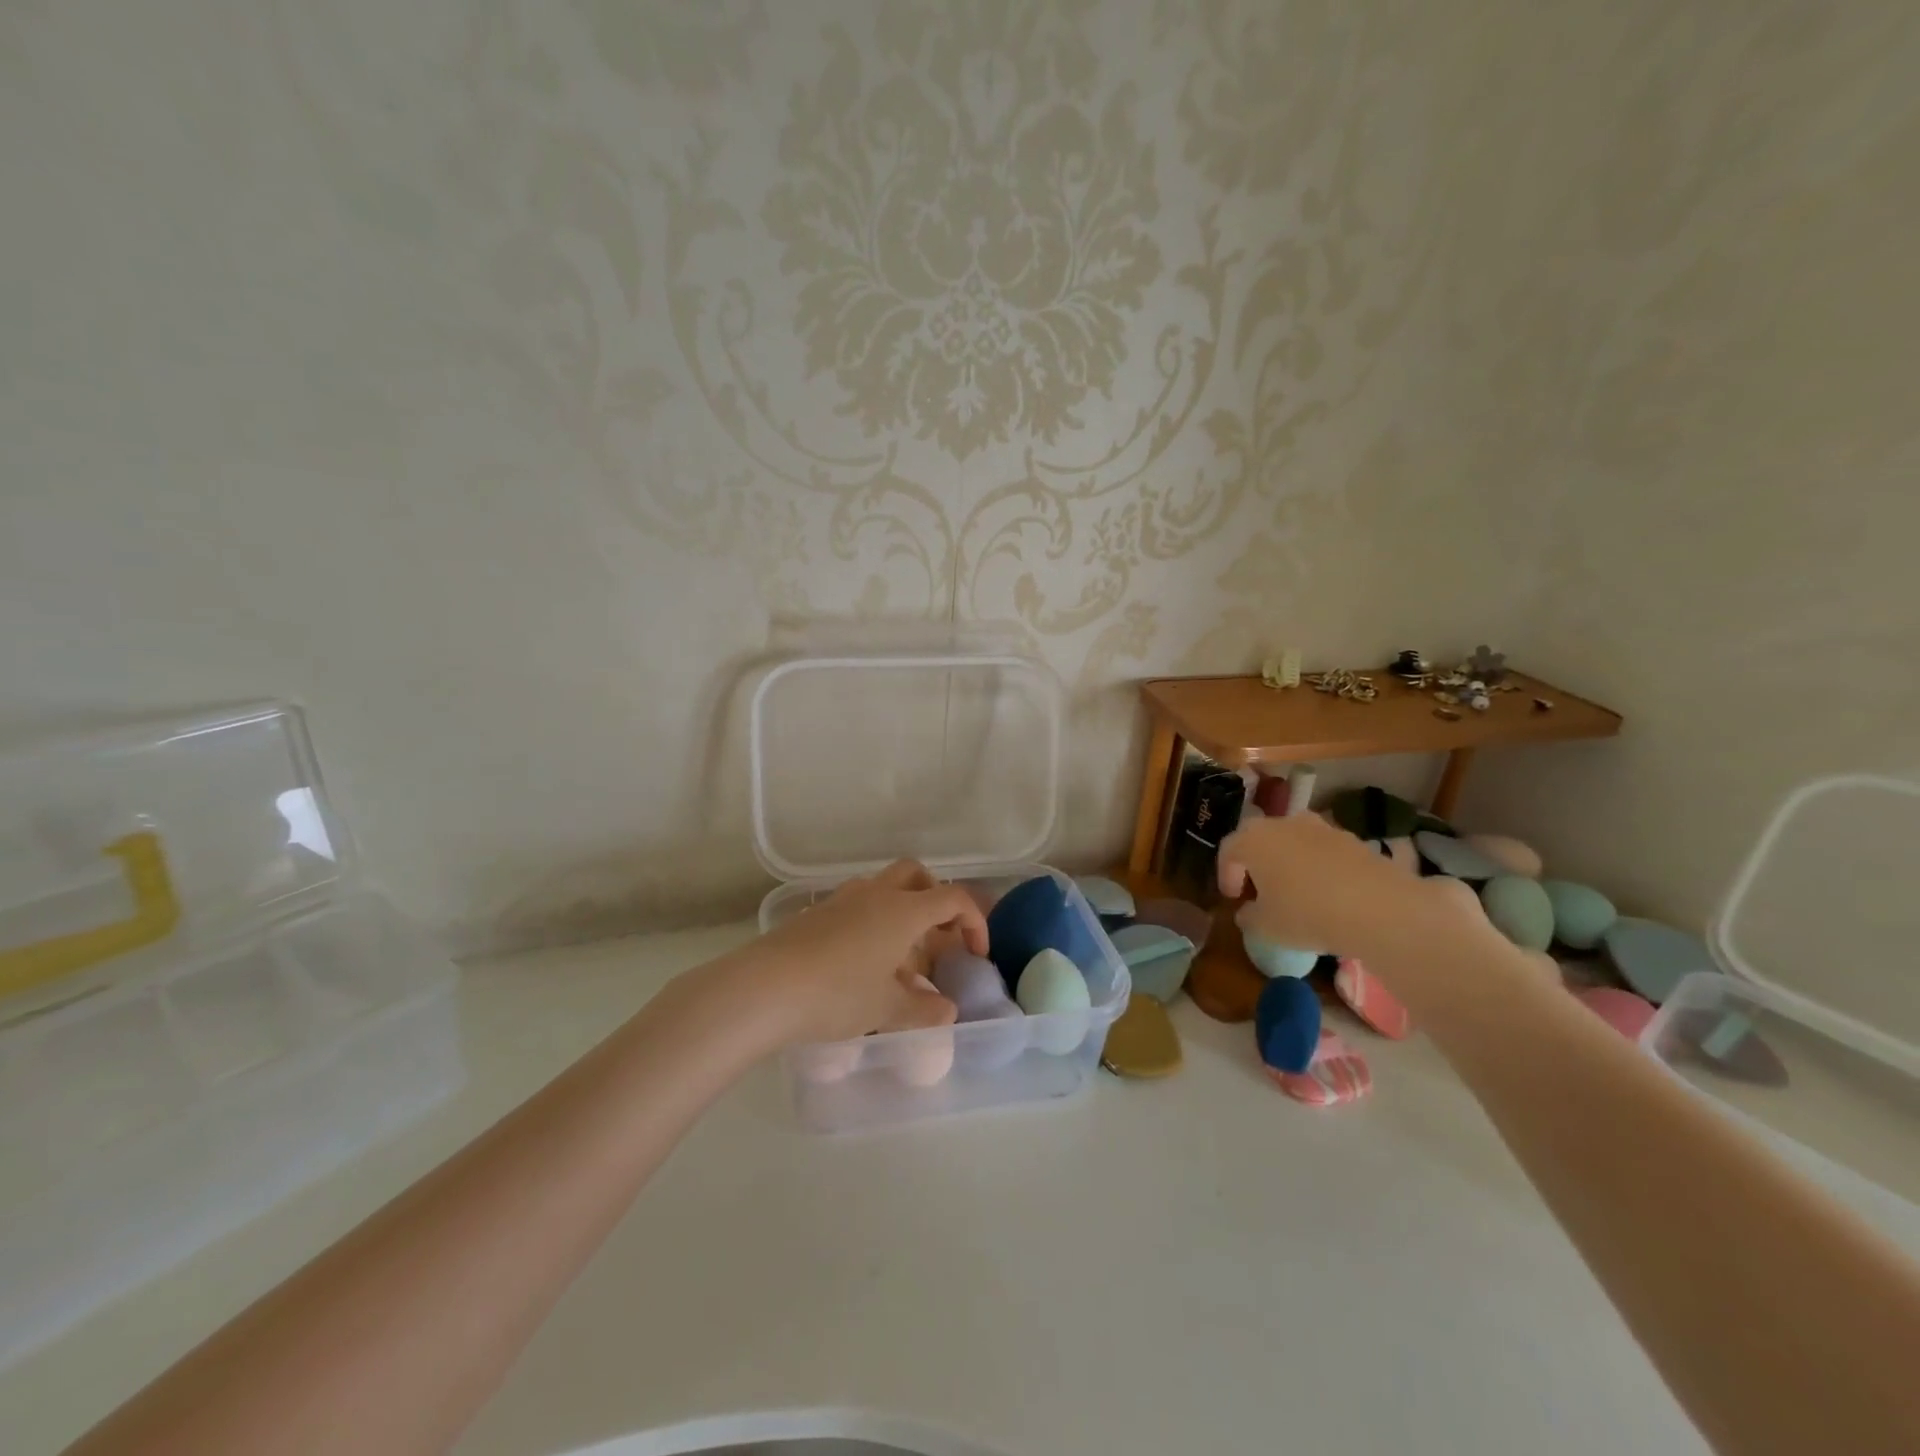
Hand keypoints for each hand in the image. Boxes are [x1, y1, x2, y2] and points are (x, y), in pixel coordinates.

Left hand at [732, 860, 988, 1046]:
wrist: (763, 988)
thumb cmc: (836, 994)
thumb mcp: (887, 1008)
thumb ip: (924, 1009)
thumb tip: (946, 1010)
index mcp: (903, 910)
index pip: (953, 898)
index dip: (974, 922)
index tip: (976, 955)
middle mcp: (876, 894)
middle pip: (916, 875)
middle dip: (935, 899)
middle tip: (937, 937)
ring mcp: (842, 900)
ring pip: (884, 888)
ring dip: (901, 912)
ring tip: (900, 959)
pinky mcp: (816, 913)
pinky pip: (857, 906)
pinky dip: (872, 924)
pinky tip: (862, 965)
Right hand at [1219, 812, 1454, 954]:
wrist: (1376, 908)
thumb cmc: (1305, 914)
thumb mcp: (1266, 926)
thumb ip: (1249, 917)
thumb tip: (1247, 913)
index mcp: (1253, 839)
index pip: (1228, 850)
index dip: (1226, 874)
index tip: (1233, 898)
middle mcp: (1283, 824)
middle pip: (1261, 839)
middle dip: (1256, 863)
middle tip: (1259, 890)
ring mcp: (1321, 828)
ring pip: (1294, 841)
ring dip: (1289, 861)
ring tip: (1296, 891)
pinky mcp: (1353, 839)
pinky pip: (1324, 851)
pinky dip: (1319, 866)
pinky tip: (1328, 893)